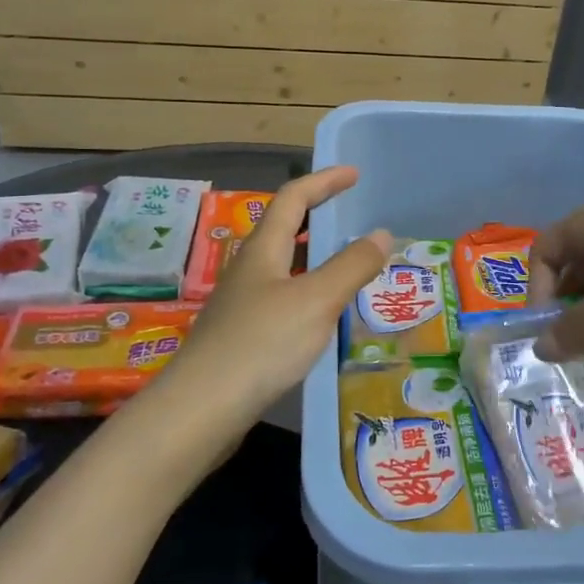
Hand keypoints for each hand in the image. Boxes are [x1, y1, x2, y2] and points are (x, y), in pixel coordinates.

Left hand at [164, 167, 390, 425]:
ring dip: (313, 258)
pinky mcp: (241, 337)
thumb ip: (351, 266)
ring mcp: (241, 305)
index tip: (354, 174)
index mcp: (263, 251)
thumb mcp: (316, 300)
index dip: (324, 181)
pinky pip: (281, 300)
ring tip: (347, 267)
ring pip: (283, 267)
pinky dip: (307, 293)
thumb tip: (381, 233)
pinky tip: (322, 318)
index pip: (293, 198)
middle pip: (283, 230)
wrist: (202, 409)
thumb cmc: (261, 344)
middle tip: (351, 216)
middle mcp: (248, 270)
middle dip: (317, 216)